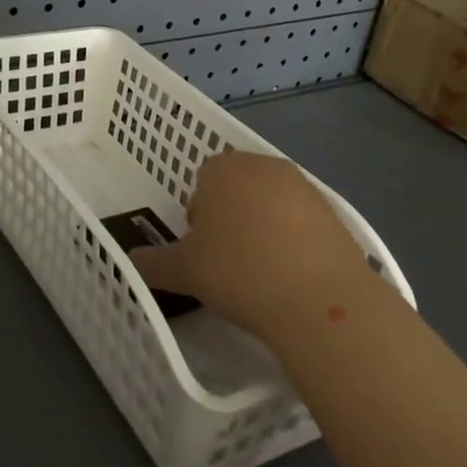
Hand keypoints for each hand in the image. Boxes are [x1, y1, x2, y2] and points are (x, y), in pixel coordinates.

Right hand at [128, 152, 376, 338]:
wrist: (319, 299)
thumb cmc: (239, 273)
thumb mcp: (184, 272)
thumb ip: (153, 263)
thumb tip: (132, 262)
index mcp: (223, 169)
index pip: (202, 179)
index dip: (198, 214)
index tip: (201, 248)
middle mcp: (263, 166)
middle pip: (237, 186)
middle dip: (229, 216)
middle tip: (226, 259)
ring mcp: (303, 186)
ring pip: (270, 202)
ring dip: (262, 226)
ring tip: (260, 271)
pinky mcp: (334, 212)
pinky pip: (301, 221)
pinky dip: (293, 240)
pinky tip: (291, 275)